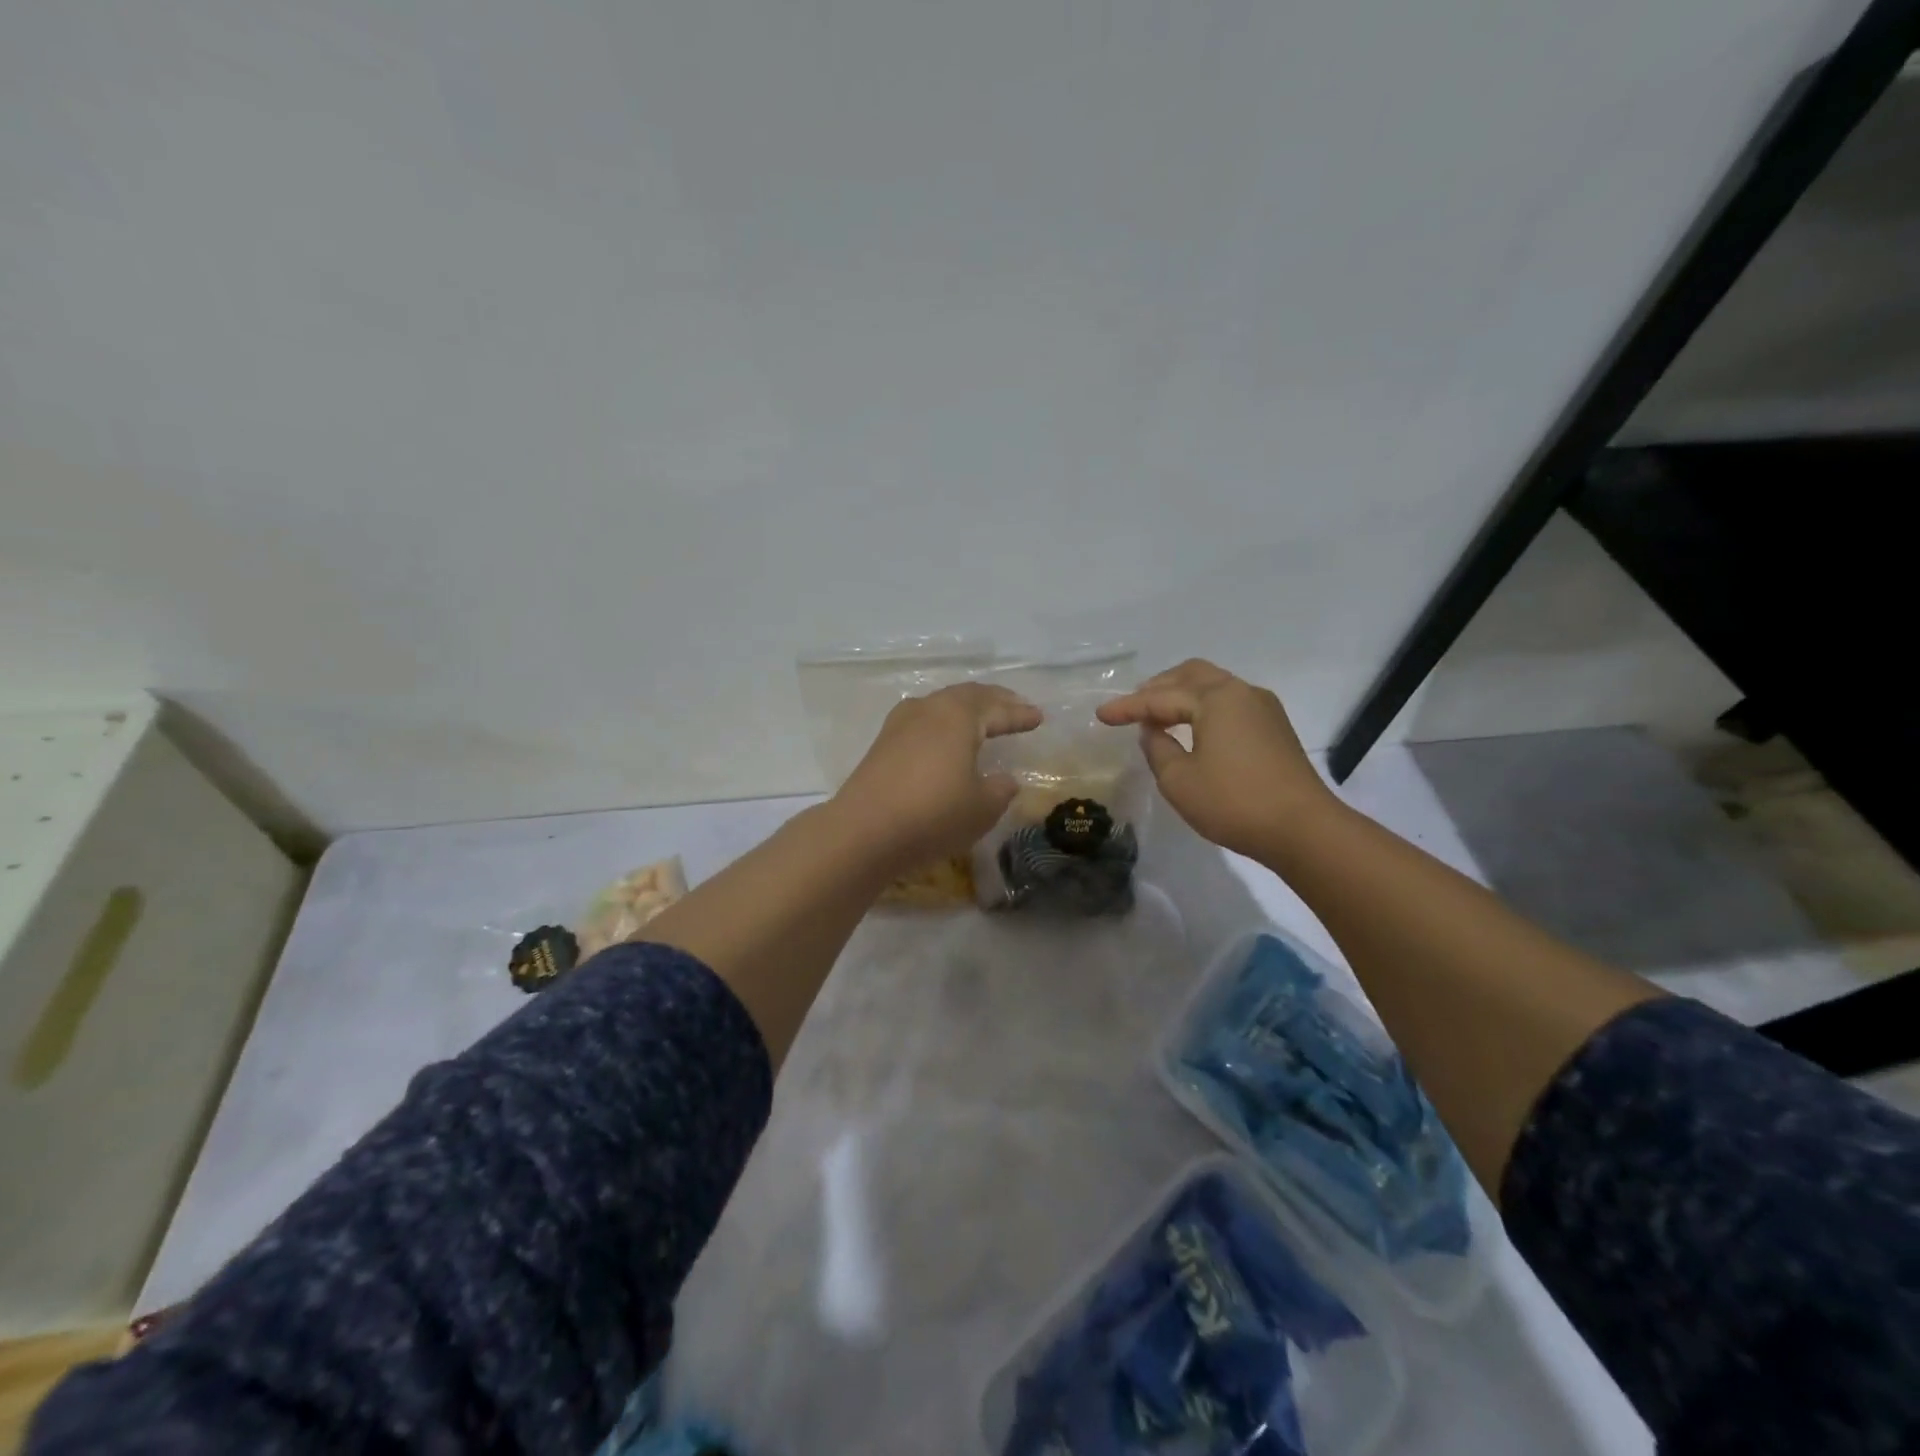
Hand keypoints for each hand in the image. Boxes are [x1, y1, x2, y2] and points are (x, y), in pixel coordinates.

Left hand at [831, 682, 1042, 872]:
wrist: (863, 832)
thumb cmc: (933, 814)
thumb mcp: (983, 808)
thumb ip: (1000, 789)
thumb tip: (1004, 780)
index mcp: (959, 715)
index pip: (998, 710)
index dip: (1020, 715)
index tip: (1039, 717)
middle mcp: (929, 709)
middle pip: (968, 696)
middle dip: (995, 701)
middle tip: (1016, 706)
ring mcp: (900, 724)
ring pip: (942, 705)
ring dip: (967, 709)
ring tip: (983, 718)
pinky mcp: (883, 743)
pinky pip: (924, 721)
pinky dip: (945, 723)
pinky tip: (946, 737)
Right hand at [1096, 659, 1340, 860]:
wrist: (1304, 829)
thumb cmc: (1234, 802)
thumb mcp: (1179, 780)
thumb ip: (1158, 749)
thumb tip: (1154, 731)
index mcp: (1216, 698)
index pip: (1161, 697)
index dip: (1127, 707)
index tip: (1101, 715)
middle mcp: (1241, 692)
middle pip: (1192, 675)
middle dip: (1158, 687)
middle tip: (1133, 707)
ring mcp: (1263, 708)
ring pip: (1214, 686)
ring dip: (1182, 695)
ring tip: (1159, 716)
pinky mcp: (1275, 728)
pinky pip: (1229, 703)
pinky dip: (1203, 707)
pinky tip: (1192, 729)